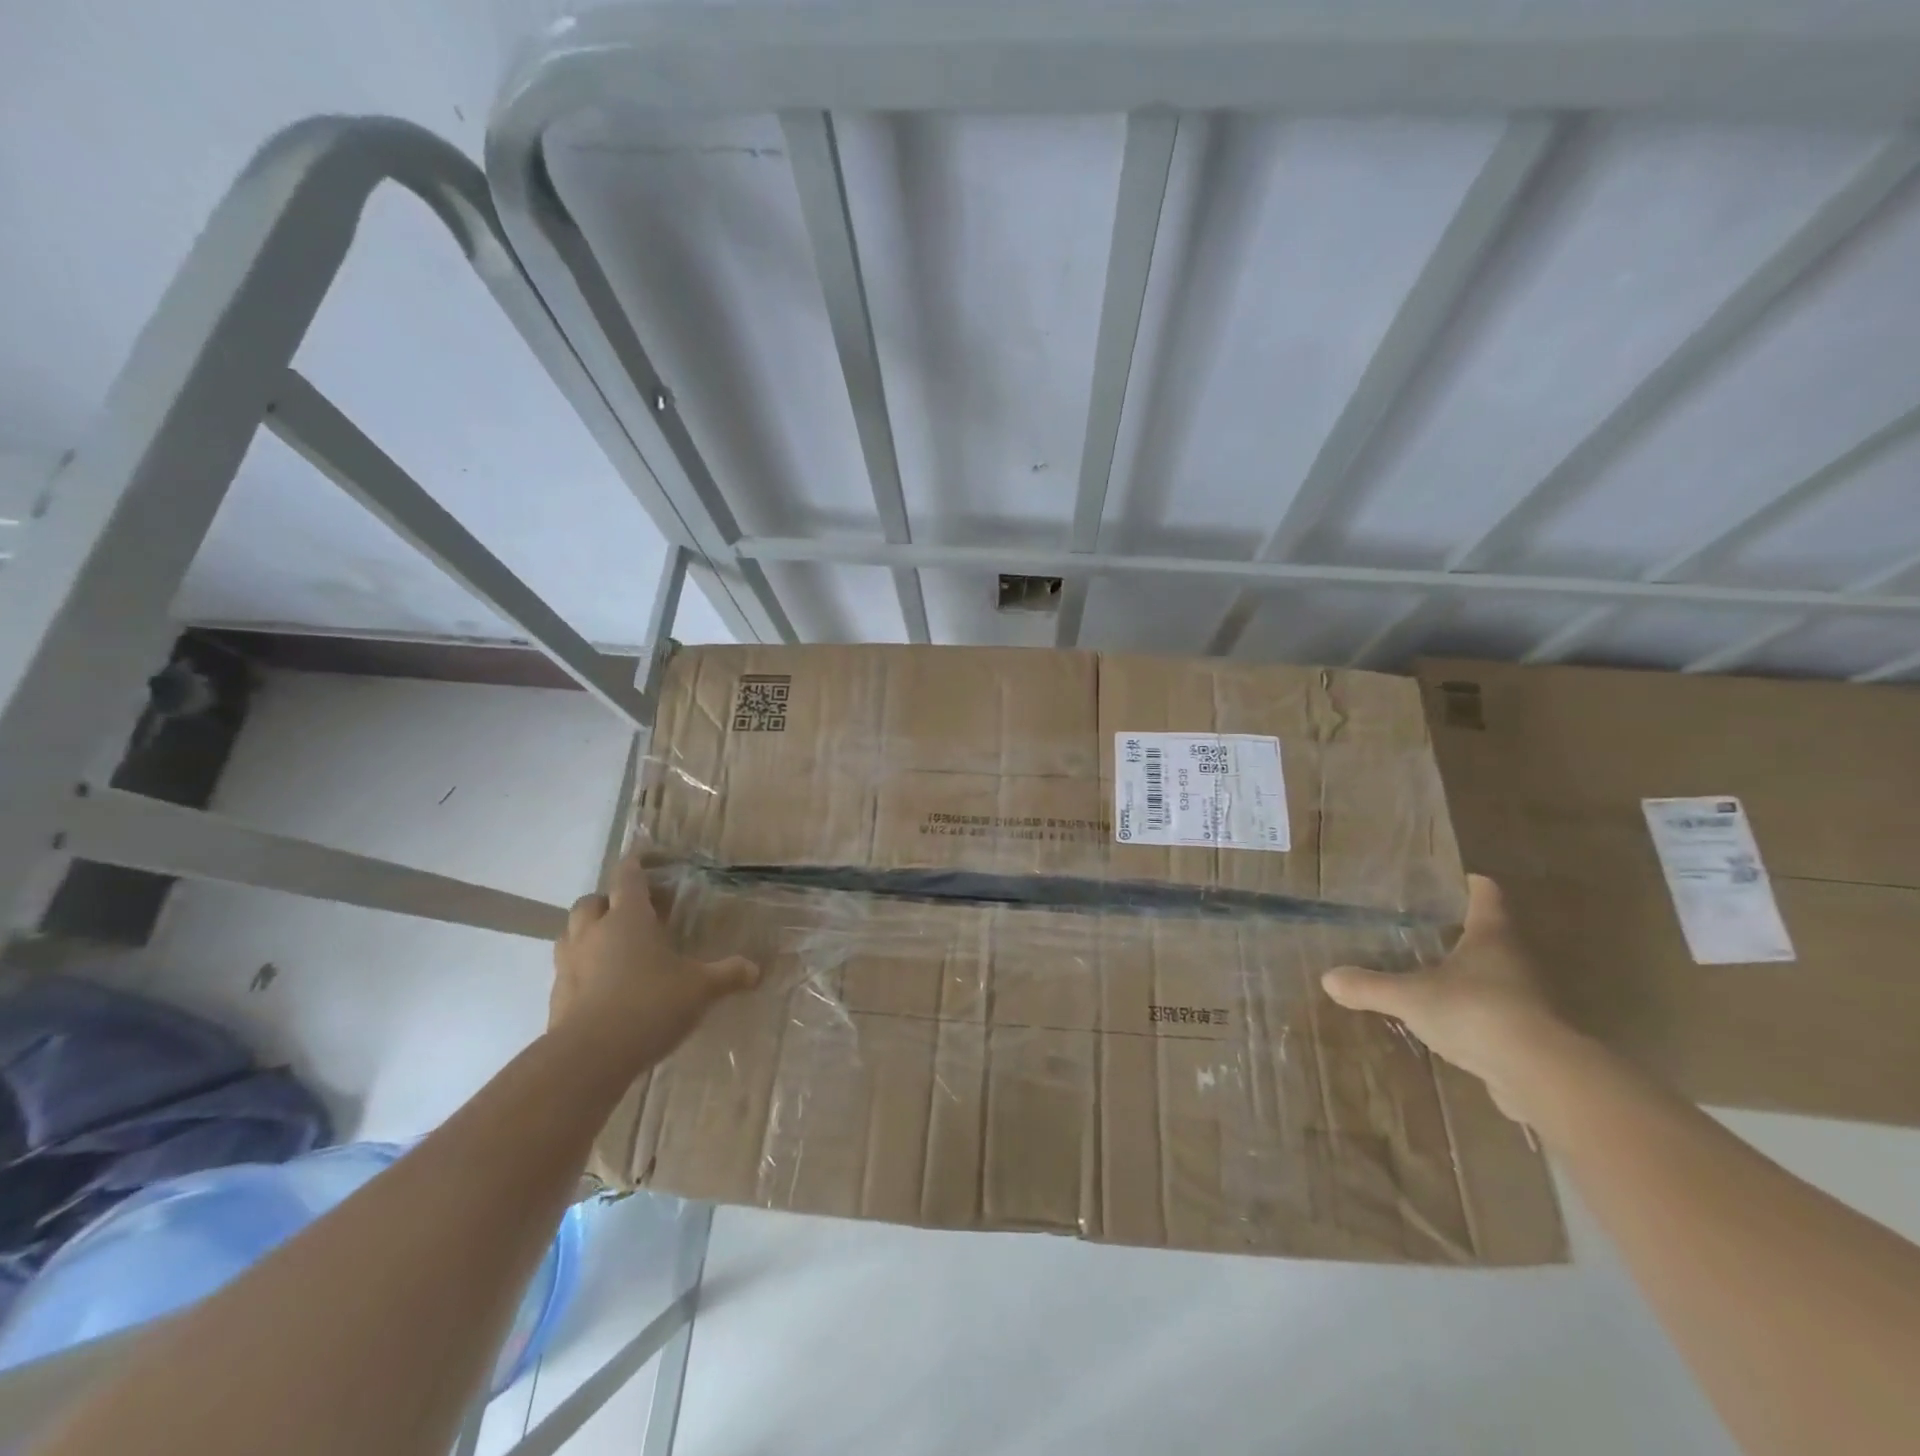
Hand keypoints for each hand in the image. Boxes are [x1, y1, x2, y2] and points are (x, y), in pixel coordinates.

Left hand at [551, 853, 759, 1069]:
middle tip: (636, 914)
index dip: (637, 864)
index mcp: (628, 917)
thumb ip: (728, 975)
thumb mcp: (700, 989)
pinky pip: (567, 969)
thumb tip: (756, 969)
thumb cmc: (650, 1004)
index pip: (628, 876)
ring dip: (590, 932)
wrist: (590, 1057)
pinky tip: (604, 986)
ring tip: (616, 947)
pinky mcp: (556, 995)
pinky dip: (583, 968)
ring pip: (572, 932)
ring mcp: (569, 963)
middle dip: (611, 901)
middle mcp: (593, 931)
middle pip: (593, 901)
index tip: (647, 859)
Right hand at [1322, 875, 1567, 1120]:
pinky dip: (1477, 1012)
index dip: (1472, 885)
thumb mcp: (1410, 997)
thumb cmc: (1476, 1012)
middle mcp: (1516, 961)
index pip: (1486, 896)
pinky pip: (1499, 1013)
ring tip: (1434, 974)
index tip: (1459, 879)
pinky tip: (1452, 1021)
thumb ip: (1369, 986)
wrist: (1541, 1075)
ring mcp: (1528, 999)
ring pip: (1497, 975)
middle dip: (1466, 931)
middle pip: (1494, 935)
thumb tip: (1327, 979)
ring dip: (1472, 974)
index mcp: (1491, 937)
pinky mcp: (1531, 1035)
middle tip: (1430, 927)